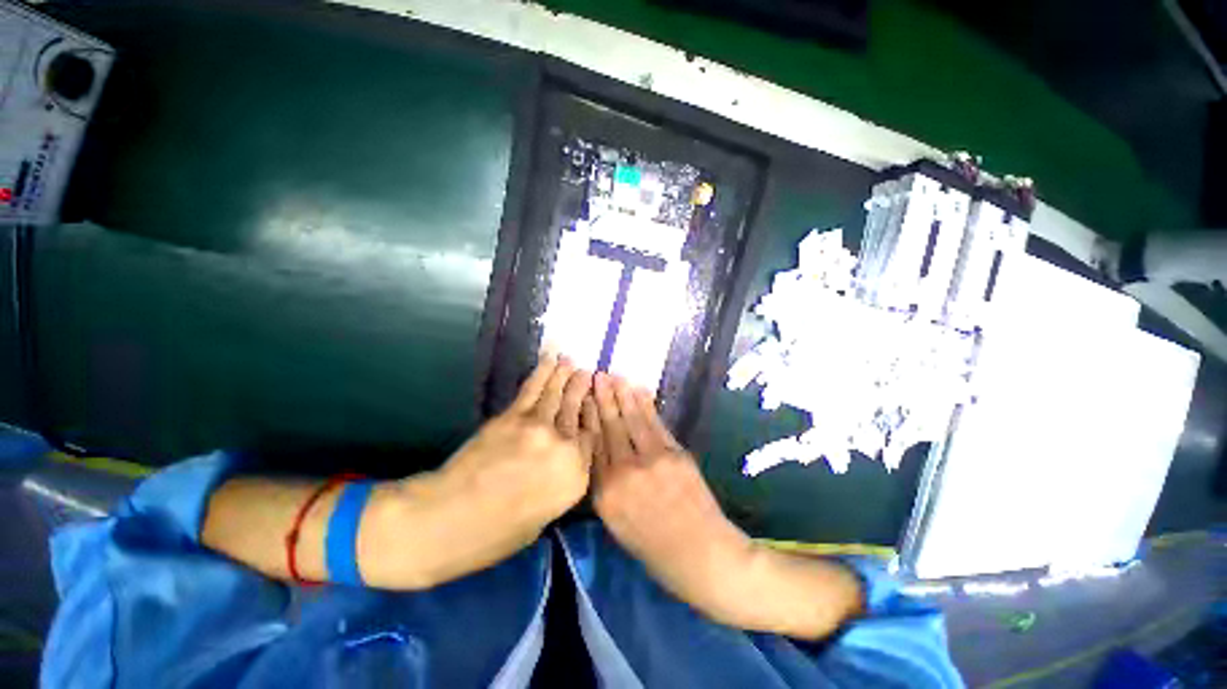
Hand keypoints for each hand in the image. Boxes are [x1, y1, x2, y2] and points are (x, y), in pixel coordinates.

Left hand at [442, 353, 597, 529]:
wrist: (448, 521)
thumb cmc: (496, 534)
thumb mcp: (542, 517)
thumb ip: (559, 483)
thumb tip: (561, 460)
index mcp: (576, 477)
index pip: (591, 438)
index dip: (591, 416)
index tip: (592, 401)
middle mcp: (564, 448)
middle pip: (577, 411)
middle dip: (582, 389)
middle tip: (588, 373)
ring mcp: (540, 428)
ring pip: (557, 395)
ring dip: (565, 375)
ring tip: (572, 362)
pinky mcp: (513, 417)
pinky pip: (533, 389)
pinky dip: (543, 372)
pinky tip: (551, 361)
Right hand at [589, 373, 754, 621]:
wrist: (701, 555)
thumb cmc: (655, 549)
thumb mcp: (617, 525)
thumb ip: (606, 489)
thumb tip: (601, 455)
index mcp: (605, 495)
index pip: (592, 446)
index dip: (587, 418)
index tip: (582, 398)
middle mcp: (624, 472)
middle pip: (610, 427)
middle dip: (601, 399)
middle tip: (595, 376)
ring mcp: (651, 459)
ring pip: (631, 419)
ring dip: (622, 395)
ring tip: (613, 376)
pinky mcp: (674, 453)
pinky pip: (655, 423)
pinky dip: (646, 405)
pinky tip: (638, 390)